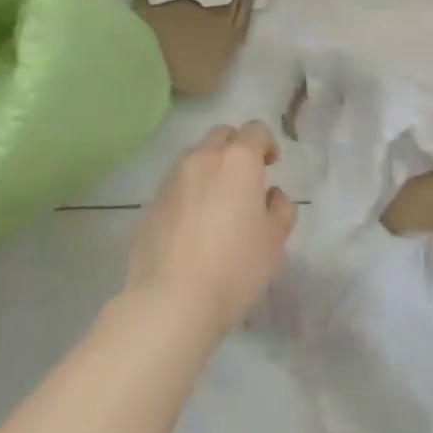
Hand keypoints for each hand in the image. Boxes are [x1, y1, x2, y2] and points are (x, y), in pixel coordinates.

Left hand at [126, 122, 296, 344]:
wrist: (170, 302)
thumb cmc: (234, 267)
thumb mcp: (275, 241)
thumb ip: (281, 209)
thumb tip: (271, 196)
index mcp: (238, 160)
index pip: (256, 130)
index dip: (267, 143)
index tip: (271, 165)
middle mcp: (202, 158)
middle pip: (221, 135)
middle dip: (236, 147)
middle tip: (245, 178)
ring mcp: (171, 179)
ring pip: (195, 157)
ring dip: (210, 168)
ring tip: (217, 202)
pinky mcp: (150, 204)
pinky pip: (175, 185)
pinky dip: (188, 192)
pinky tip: (193, 226)